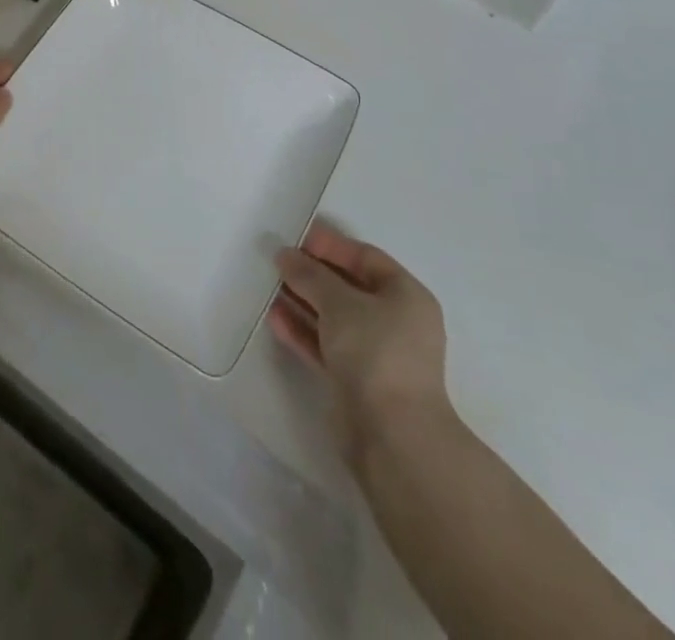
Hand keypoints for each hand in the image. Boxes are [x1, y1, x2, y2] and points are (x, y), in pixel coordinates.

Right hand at [269, 222, 450, 464]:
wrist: (393, 437)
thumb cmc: (376, 353)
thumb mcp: (340, 302)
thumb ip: (310, 274)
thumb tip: (285, 255)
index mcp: (406, 296)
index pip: (365, 257)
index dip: (330, 245)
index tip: (295, 237)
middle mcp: (396, 321)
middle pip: (348, 287)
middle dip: (312, 273)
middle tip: (276, 260)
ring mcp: (376, 353)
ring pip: (334, 317)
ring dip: (303, 301)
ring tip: (268, 286)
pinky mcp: (357, 380)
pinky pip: (326, 344)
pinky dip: (303, 330)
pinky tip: (275, 318)